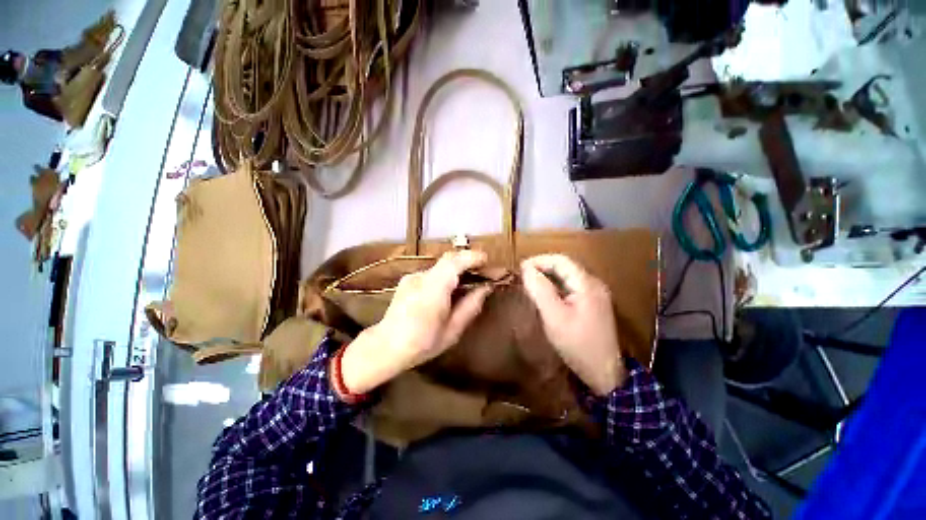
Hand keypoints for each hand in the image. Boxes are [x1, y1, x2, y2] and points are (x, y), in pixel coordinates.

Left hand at [340, 250, 491, 393]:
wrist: (385, 347)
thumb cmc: (422, 343)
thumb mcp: (453, 330)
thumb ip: (471, 305)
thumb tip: (486, 288)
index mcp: (433, 288)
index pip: (455, 261)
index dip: (474, 257)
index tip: (488, 262)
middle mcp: (421, 276)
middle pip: (449, 259)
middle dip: (469, 262)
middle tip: (484, 273)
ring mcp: (413, 276)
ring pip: (442, 266)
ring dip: (458, 270)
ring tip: (470, 283)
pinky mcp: (408, 280)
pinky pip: (433, 273)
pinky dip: (446, 276)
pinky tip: (449, 292)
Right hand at [521, 254, 624, 394]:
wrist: (604, 373)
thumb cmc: (577, 344)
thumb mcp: (554, 317)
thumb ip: (540, 290)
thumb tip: (527, 269)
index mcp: (587, 284)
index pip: (561, 260)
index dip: (539, 260)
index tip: (521, 268)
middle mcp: (594, 284)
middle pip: (565, 266)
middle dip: (543, 267)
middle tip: (524, 276)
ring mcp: (596, 294)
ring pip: (568, 277)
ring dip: (548, 277)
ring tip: (531, 284)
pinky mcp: (593, 304)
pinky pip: (571, 287)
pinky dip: (556, 287)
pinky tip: (546, 295)